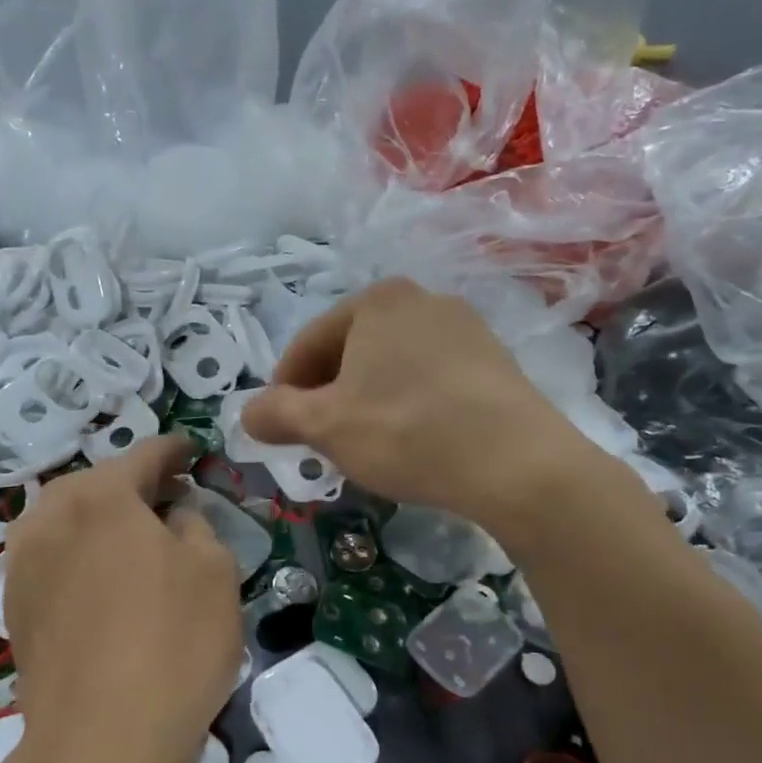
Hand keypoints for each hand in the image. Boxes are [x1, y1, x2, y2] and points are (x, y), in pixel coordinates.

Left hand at [1, 434, 240, 762]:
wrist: (99, 744)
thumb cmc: (172, 645)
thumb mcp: (214, 571)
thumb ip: (196, 524)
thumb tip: (173, 515)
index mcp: (100, 495)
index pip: (145, 455)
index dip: (175, 450)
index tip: (193, 451)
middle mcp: (50, 516)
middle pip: (99, 483)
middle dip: (136, 484)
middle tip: (172, 496)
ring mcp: (23, 562)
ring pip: (69, 518)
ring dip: (104, 518)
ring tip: (137, 537)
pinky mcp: (15, 606)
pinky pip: (54, 556)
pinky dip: (82, 551)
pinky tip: (105, 578)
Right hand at [242, 278, 607, 541]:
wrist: (516, 463)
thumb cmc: (406, 432)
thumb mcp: (325, 427)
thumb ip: (275, 414)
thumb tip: (245, 414)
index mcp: (375, 301)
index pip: (308, 343)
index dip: (284, 388)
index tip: (279, 427)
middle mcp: (421, 299)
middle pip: (351, 351)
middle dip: (328, 395)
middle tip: (321, 440)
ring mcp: (465, 327)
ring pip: (391, 365)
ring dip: (367, 400)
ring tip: (366, 444)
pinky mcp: (495, 360)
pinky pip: (430, 378)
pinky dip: (409, 404)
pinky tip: (413, 440)